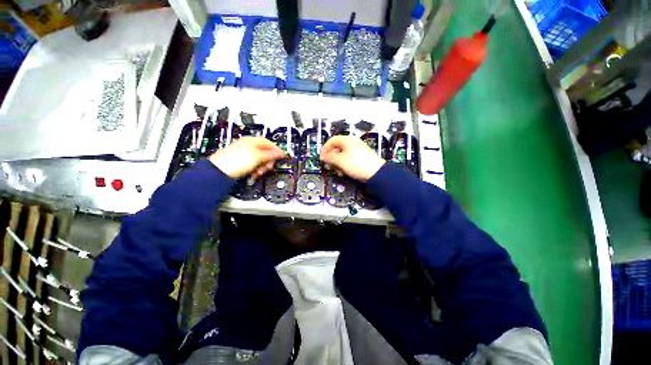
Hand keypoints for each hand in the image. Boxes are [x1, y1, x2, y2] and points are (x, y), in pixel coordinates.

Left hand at [209, 137, 285, 179]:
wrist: (219, 172)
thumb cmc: (236, 161)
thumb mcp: (258, 157)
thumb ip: (271, 155)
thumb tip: (281, 153)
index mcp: (252, 141)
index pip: (268, 143)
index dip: (276, 150)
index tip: (281, 157)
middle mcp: (249, 146)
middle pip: (265, 153)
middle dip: (268, 161)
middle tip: (268, 167)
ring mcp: (245, 155)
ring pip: (260, 161)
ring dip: (262, 168)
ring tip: (259, 172)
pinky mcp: (242, 163)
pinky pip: (254, 165)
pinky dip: (256, 170)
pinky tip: (254, 174)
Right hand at [320, 135, 384, 181]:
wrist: (376, 173)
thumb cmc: (359, 165)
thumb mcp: (340, 161)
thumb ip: (330, 157)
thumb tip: (323, 156)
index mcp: (347, 140)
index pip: (332, 140)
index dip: (325, 149)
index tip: (322, 157)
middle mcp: (353, 143)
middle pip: (337, 148)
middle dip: (331, 158)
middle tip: (328, 165)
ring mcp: (357, 150)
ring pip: (342, 155)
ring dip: (337, 163)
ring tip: (337, 170)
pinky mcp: (361, 158)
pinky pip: (349, 159)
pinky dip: (344, 165)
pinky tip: (344, 171)